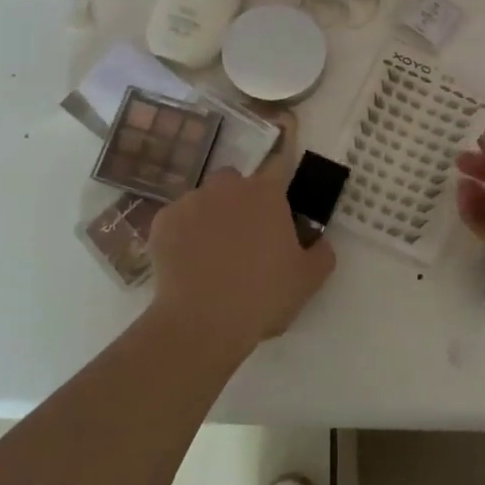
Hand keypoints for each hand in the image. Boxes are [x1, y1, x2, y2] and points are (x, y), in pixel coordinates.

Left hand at [148, 119, 335, 353]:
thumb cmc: (263, 296)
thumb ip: (321, 251)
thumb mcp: (309, 279)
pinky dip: (182, 234)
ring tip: (211, 254)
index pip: (279, 162)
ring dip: (210, 216)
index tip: (280, 177)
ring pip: (204, 200)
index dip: (282, 164)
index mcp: (267, 193)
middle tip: (246, 237)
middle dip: (241, 201)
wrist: (202, 322)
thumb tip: (318, 239)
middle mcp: (227, 186)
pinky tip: (187, 263)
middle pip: (236, 182)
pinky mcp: (162, 222)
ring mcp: (190, 201)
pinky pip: (177, 220)